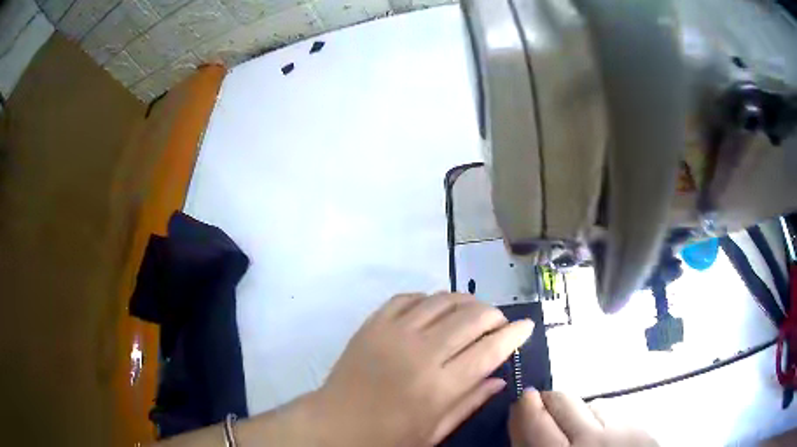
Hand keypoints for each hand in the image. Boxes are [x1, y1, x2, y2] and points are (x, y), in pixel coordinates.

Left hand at [314, 292, 533, 446]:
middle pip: (471, 317)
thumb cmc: (387, 437)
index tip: (526, 326)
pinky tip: (434, 311)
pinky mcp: (373, 323)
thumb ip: (470, 402)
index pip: (489, 350)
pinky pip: (409, 297)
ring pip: (443, 300)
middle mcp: (420, 353)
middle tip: (498, 324)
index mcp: (439, 387)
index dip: (514, 334)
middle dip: (494, 315)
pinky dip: (429, 299)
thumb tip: (500, 379)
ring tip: (472, 315)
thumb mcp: (434, 432)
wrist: (334, 424)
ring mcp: (393, 333)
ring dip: (466, 302)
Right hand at [509, 390, 657, 446]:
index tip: (520, 402)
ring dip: (580, 414)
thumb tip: (523, 420)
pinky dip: (603, 419)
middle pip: (562, 401)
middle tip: (544, 408)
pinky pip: (613, 411)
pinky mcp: (639, 427)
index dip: (523, 408)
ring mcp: (619, 431)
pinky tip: (603, 436)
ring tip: (581, 432)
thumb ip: (532, 446)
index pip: (535, 422)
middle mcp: (589, 442)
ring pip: (590, 403)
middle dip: (548, 400)